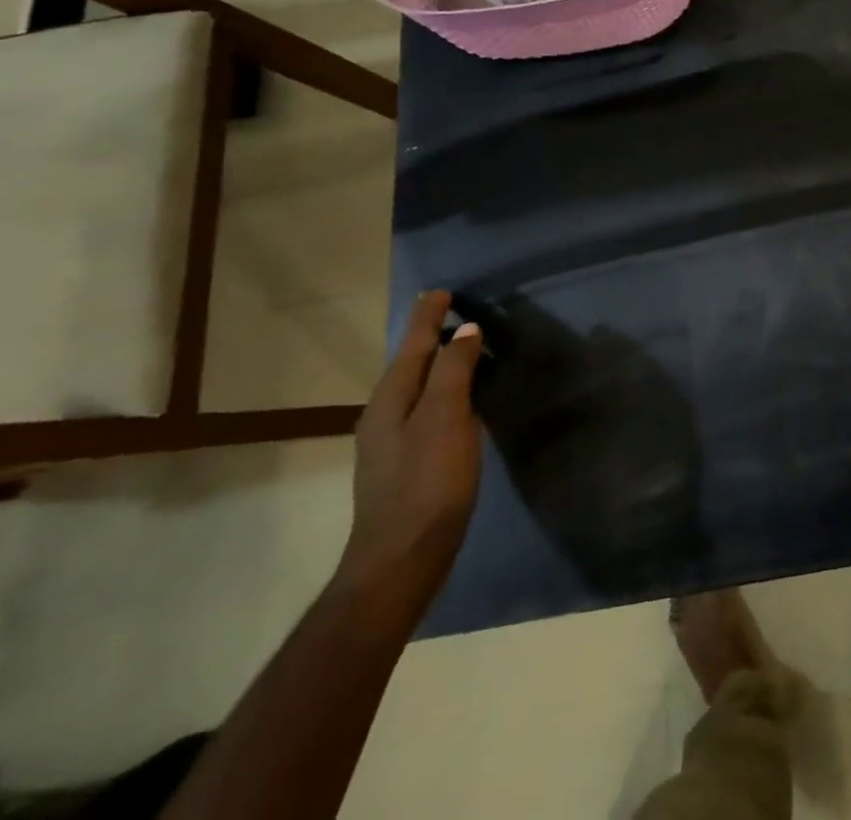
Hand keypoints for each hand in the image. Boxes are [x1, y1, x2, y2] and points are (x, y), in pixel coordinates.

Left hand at [335, 290, 482, 617]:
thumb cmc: (427, 482)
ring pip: (417, 388)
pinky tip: (460, 401)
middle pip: (410, 364)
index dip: (428, 317)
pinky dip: (442, 391)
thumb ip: (453, 370)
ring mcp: (391, 443)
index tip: (441, 291)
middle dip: (430, 337)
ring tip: (462, 348)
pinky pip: (425, 410)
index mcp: (390, 399)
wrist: (401, 559)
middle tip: (454, 312)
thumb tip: (466, 330)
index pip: (413, 344)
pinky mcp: (407, 464)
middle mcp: (384, 415)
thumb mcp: (444, 418)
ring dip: (437, 364)